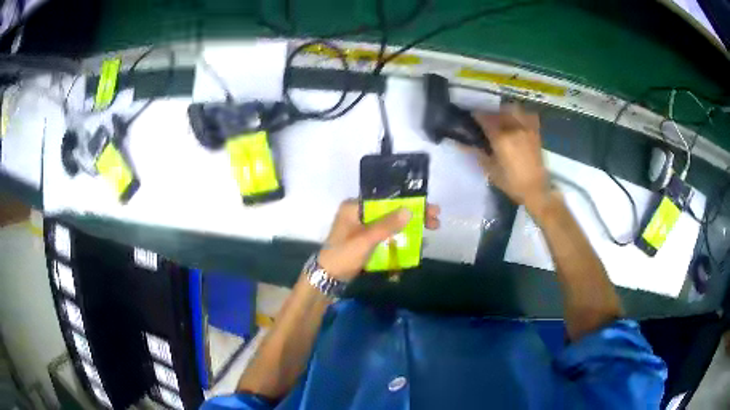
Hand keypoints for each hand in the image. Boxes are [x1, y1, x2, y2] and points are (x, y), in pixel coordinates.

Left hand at [318, 200, 440, 281]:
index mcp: (355, 207)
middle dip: (413, 214)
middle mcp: (359, 213)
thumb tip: (409, 210)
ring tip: (431, 230)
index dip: (409, 201)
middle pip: (391, 210)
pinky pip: (387, 234)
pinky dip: (401, 236)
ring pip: (391, 222)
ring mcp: (363, 227)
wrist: (328, 279)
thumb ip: (386, 225)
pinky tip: (416, 241)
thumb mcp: (365, 240)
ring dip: (409, 226)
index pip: (386, 199)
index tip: (428, 207)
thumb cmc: (343, 256)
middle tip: (435, 220)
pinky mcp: (367, 240)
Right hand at [469, 105, 550, 214]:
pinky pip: (527, 116)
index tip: (471, 118)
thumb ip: (476, 152)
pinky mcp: (535, 132)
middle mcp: (513, 128)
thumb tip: (461, 143)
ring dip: (504, 112)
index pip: (484, 118)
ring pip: (513, 111)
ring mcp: (526, 128)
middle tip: (484, 120)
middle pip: (498, 112)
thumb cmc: (511, 182)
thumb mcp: (490, 169)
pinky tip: (516, 121)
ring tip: (500, 119)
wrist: (535, 189)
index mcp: (500, 137)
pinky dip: (520, 115)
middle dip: (489, 114)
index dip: (476, 116)